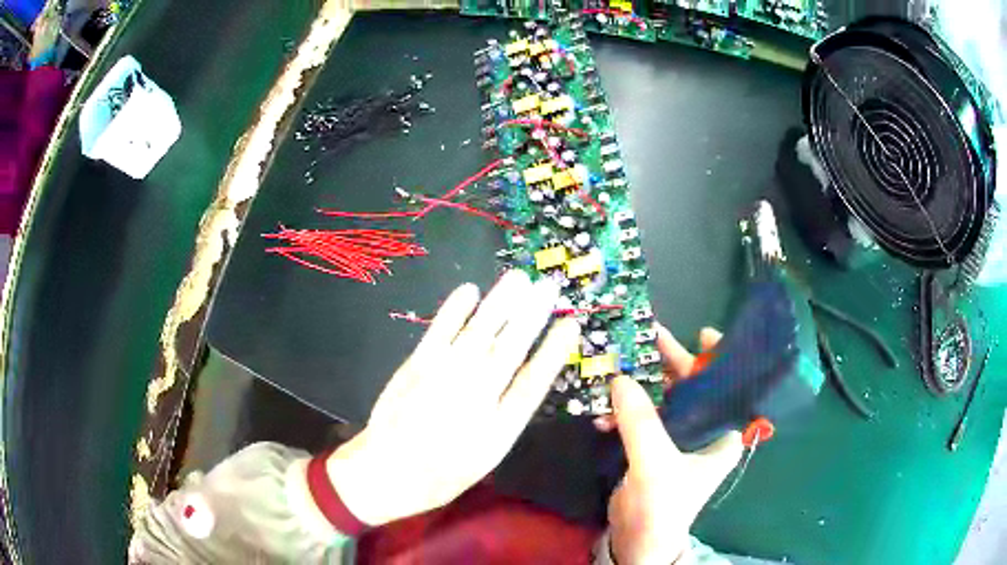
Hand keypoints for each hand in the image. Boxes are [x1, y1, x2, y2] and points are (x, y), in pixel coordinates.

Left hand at [326, 271, 579, 525]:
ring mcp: (443, 378)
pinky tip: (470, 290)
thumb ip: (508, 417)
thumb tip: (527, 379)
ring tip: (520, 278)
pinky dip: (455, 309)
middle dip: (532, 315)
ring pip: (478, 334)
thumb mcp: (487, 456)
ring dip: (500, 303)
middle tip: (549, 286)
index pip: (534, 382)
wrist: (388, 472)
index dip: (554, 350)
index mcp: (499, 427)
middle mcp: (474, 398)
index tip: (570, 324)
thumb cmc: (443, 472)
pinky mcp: (417, 366)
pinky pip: (439, 332)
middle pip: (509, 349)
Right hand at [601, 324, 742, 564]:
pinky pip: (644, 417)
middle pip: (693, 388)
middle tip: (651, 336)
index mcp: (722, 434)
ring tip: (619, 365)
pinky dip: (626, 411)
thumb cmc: (662, 506)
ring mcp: (678, 439)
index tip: (702, 334)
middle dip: (672, 364)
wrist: (637, 541)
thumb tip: (619, 378)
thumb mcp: (655, 463)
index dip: (719, 359)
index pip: (729, 387)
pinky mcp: (655, 447)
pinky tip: (605, 411)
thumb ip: (639, 420)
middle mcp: (705, 432)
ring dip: (642, 386)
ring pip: (665, 400)